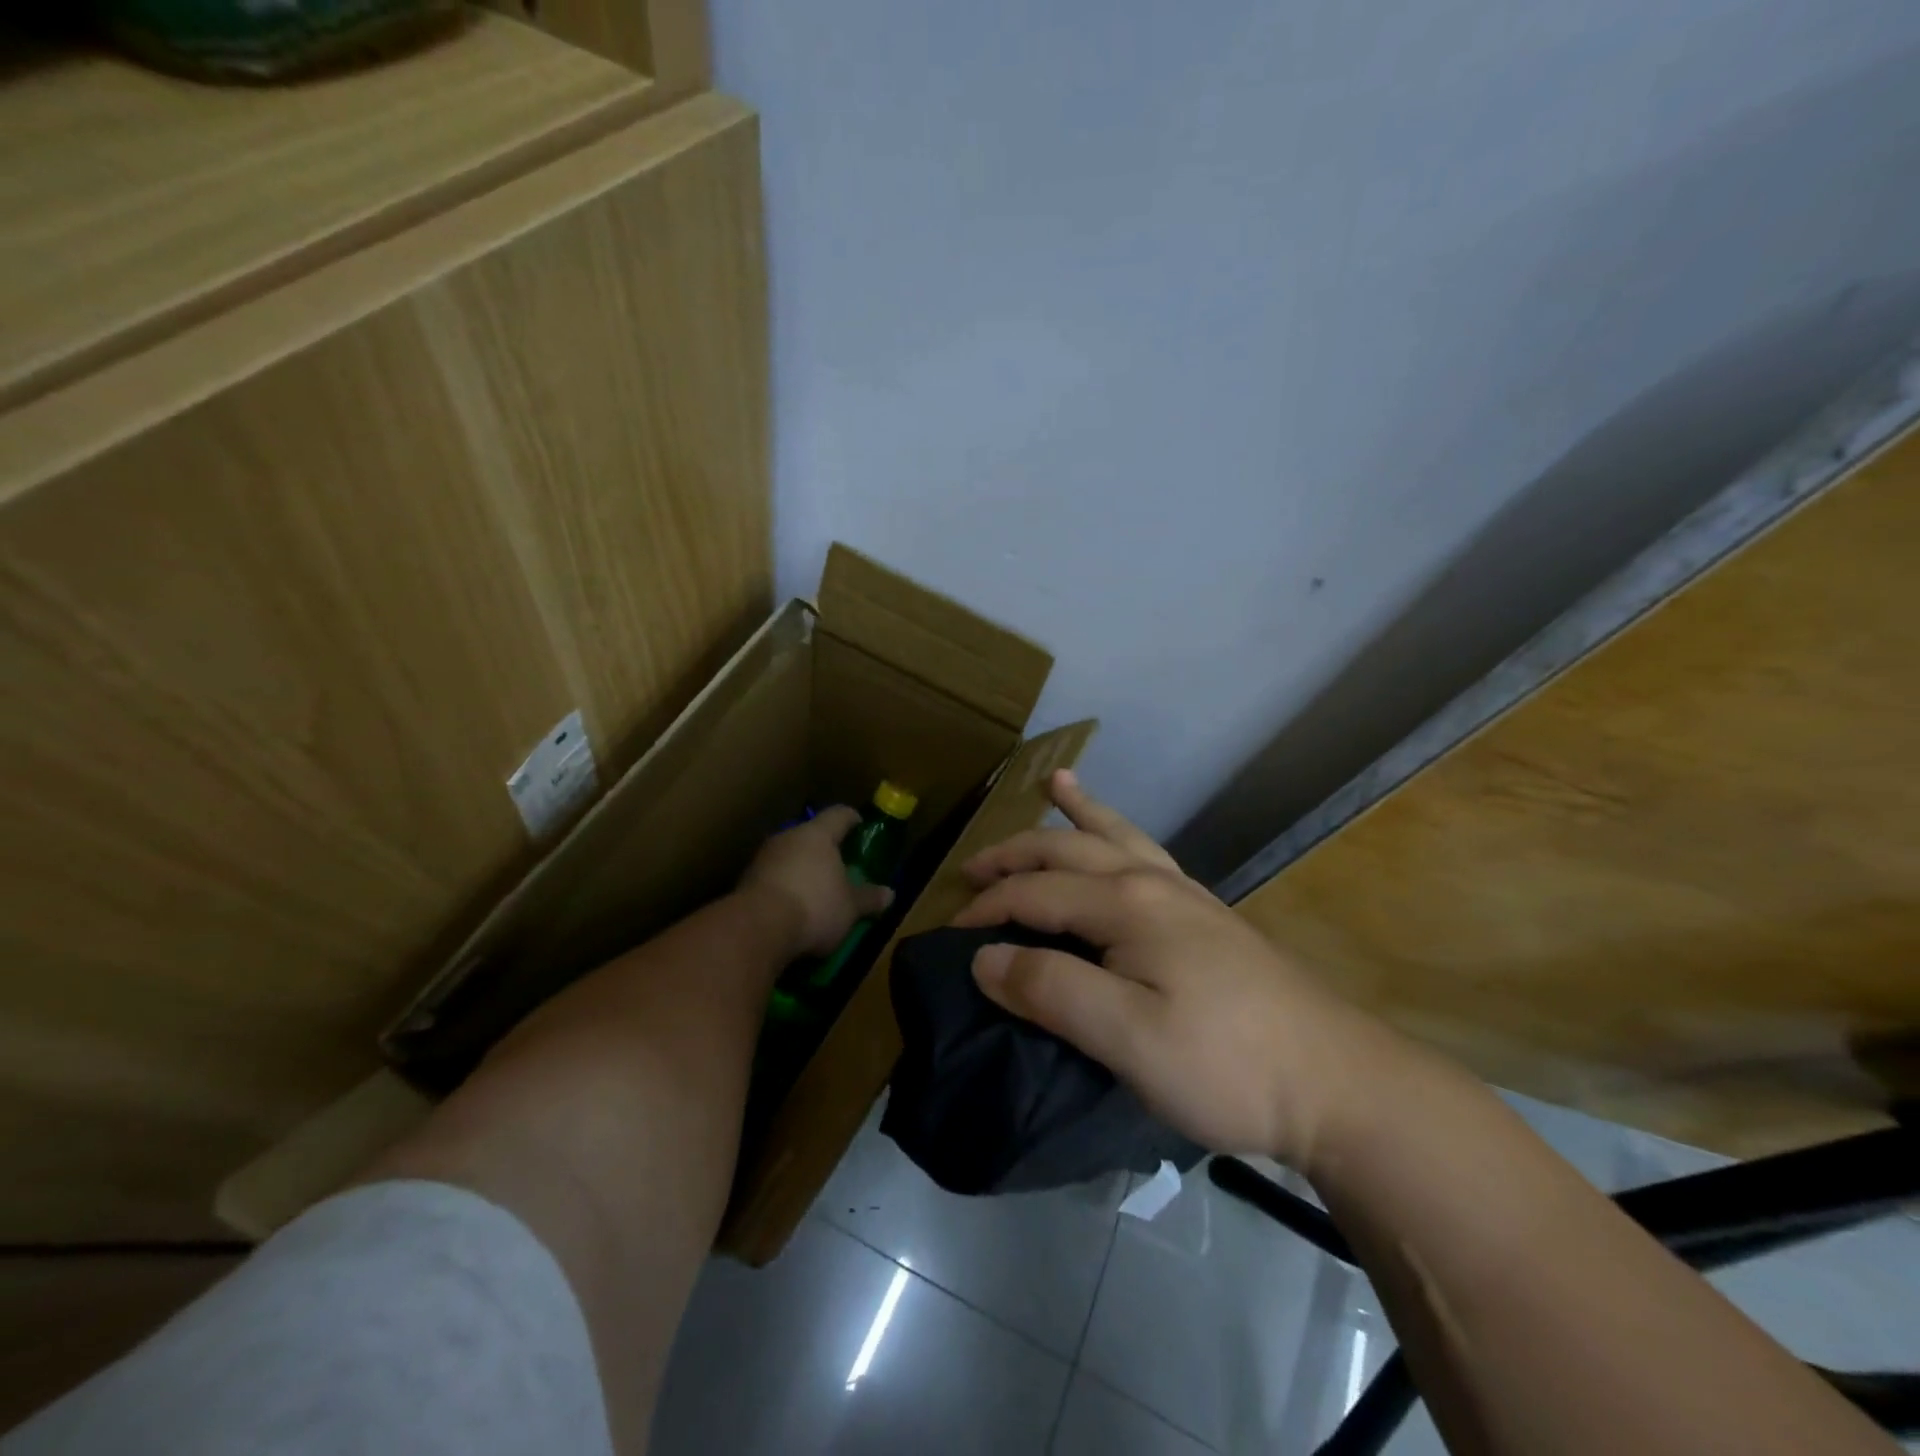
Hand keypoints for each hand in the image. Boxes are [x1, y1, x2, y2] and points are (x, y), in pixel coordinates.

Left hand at [740, 807, 894, 956]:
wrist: (756, 929)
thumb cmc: (815, 906)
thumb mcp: (851, 907)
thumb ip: (869, 898)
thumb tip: (890, 893)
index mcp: (817, 835)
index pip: (839, 815)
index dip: (852, 819)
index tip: (860, 826)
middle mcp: (788, 837)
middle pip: (811, 835)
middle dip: (825, 849)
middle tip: (840, 864)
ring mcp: (763, 858)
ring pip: (789, 856)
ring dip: (802, 869)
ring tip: (816, 889)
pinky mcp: (745, 882)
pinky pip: (773, 877)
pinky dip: (785, 887)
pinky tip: (793, 907)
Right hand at [955, 770, 1386, 1168]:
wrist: (1336, 1082)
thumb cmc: (1225, 1064)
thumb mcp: (1126, 1038)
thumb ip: (1051, 990)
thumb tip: (984, 957)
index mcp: (1127, 903)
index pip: (1036, 892)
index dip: (988, 910)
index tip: (951, 937)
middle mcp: (1152, 882)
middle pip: (1068, 850)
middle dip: (1015, 854)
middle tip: (972, 869)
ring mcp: (1185, 894)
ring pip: (1114, 836)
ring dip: (1075, 814)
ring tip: (1054, 782)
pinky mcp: (1205, 915)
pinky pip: (1146, 853)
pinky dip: (1119, 831)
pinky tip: (1120, 840)